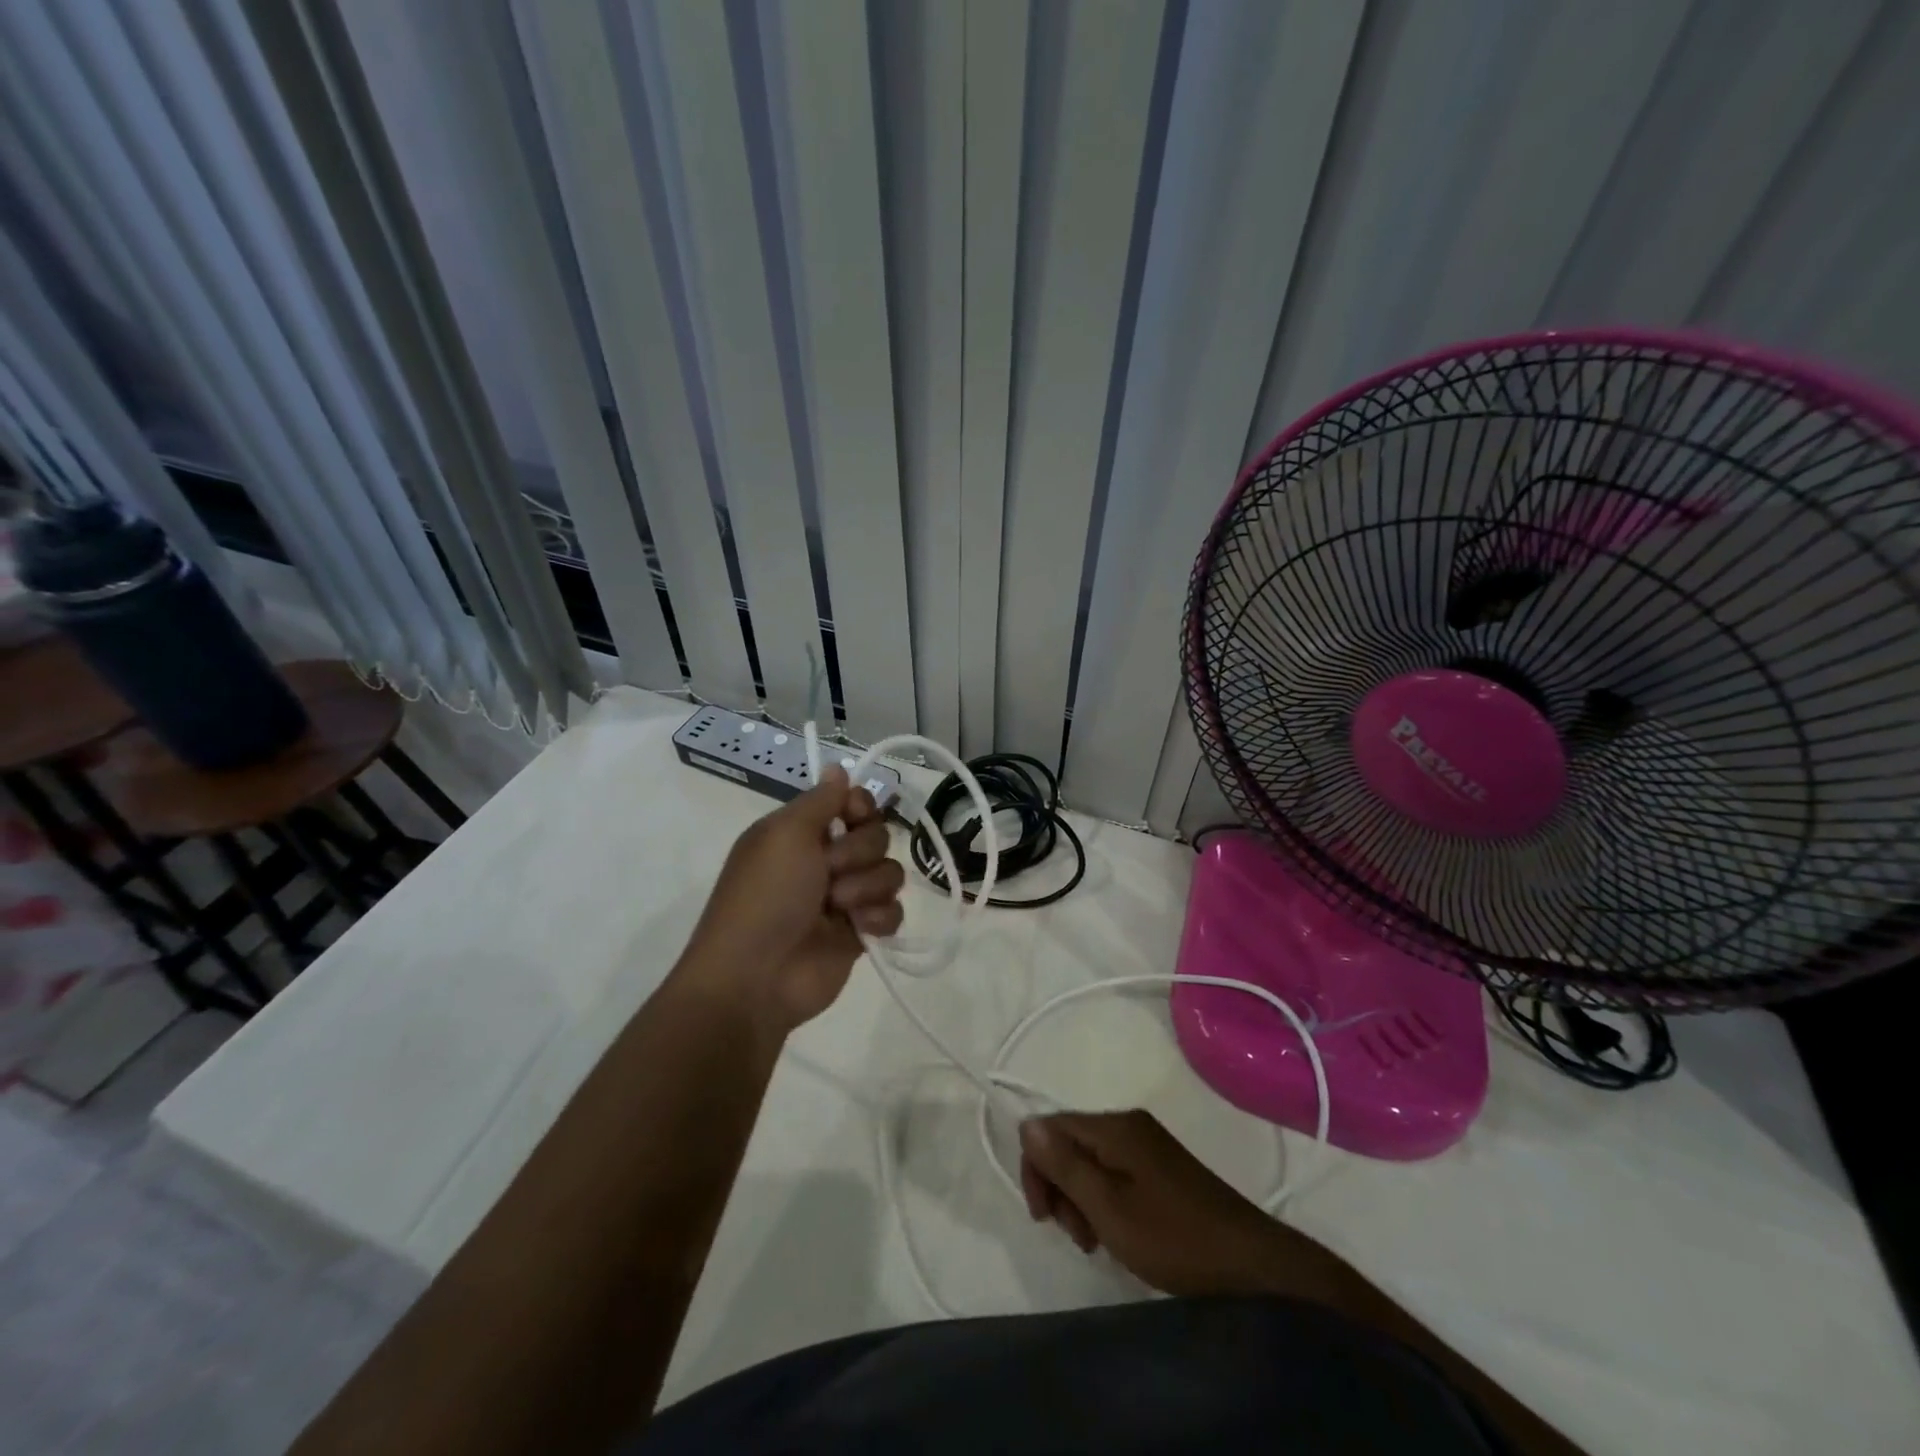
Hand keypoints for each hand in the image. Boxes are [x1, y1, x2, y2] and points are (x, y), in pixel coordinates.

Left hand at [681, 768, 904, 1032]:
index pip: (852, 802)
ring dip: (867, 887)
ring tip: (840, 908)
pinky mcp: (861, 932)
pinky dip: (879, 917)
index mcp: (801, 833)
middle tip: (830, 872)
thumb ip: (820, 800)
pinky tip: (859, 929)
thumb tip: (837, 768)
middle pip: (876, 835)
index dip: (861, 806)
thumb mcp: (785, 834)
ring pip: (889, 872)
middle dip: (859, 852)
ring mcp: (845, 897)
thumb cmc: (766, 896)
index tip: (854, 815)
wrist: (756, 977)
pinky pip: (894, 911)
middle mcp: (824, 860)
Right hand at [1019, 1110, 1337, 1298]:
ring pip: (1090, 1161)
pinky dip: (1105, 1202)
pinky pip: (1114, 1173)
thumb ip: (1065, 1165)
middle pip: (1070, 1142)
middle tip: (1078, 1236)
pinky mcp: (1161, 1168)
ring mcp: (1147, 1145)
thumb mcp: (1109, 1207)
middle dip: (1061, 1187)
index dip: (1036, 1168)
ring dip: (1082, 1200)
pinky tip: (1118, 1234)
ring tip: (1098, 1242)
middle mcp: (1128, 1124)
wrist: (1252, 1264)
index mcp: (1114, 1127)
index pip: (1051, 1126)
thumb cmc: (1175, 1238)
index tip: (1044, 1218)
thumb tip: (1026, 1123)